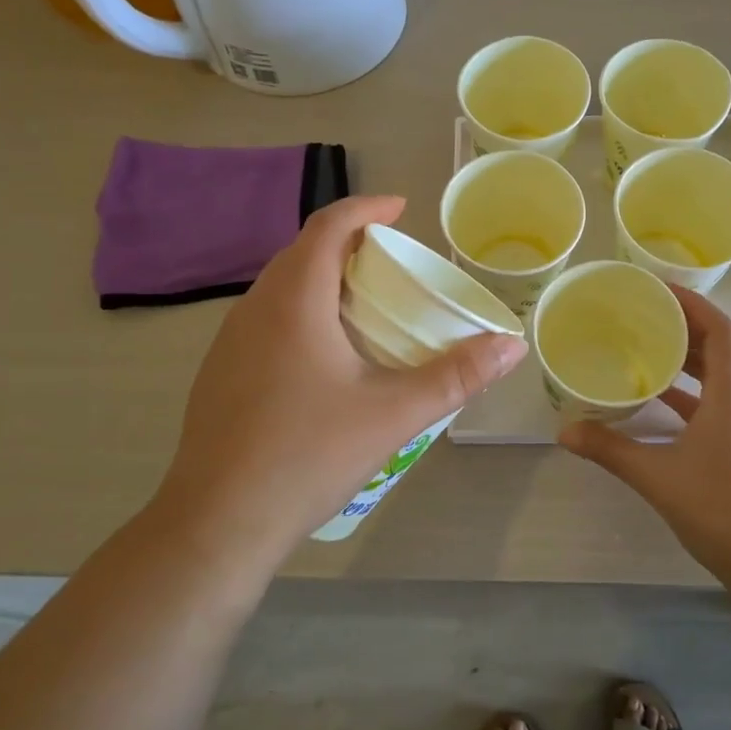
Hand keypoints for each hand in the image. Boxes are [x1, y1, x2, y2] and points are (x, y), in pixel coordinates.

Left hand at [160, 196, 526, 559]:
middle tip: (393, 260)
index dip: (366, 208)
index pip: (328, 226)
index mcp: (294, 302)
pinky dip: (300, 310)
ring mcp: (229, 341)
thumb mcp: (394, 414)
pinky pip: (265, 318)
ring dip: (322, 277)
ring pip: (280, 286)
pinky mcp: (219, 372)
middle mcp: (255, 308)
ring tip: (364, 302)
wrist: (219, 521)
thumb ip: (456, 376)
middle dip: (348, 243)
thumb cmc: (309, 455)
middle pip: (302, 252)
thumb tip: (511, 345)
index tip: (400, 209)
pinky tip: (324, 354)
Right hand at [558, 286, 730, 588]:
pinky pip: (722, 398)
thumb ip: (610, 450)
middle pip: (723, 344)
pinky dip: (694, 388)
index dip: (693, 303)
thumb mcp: (658, 477)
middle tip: (643, 313)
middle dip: (686, 323)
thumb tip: (564, 430)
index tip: (657, 290)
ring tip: (648, 345)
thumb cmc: (722, 511)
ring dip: (691, 355)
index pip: (721, 329)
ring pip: (723, 372)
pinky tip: (662, 397)